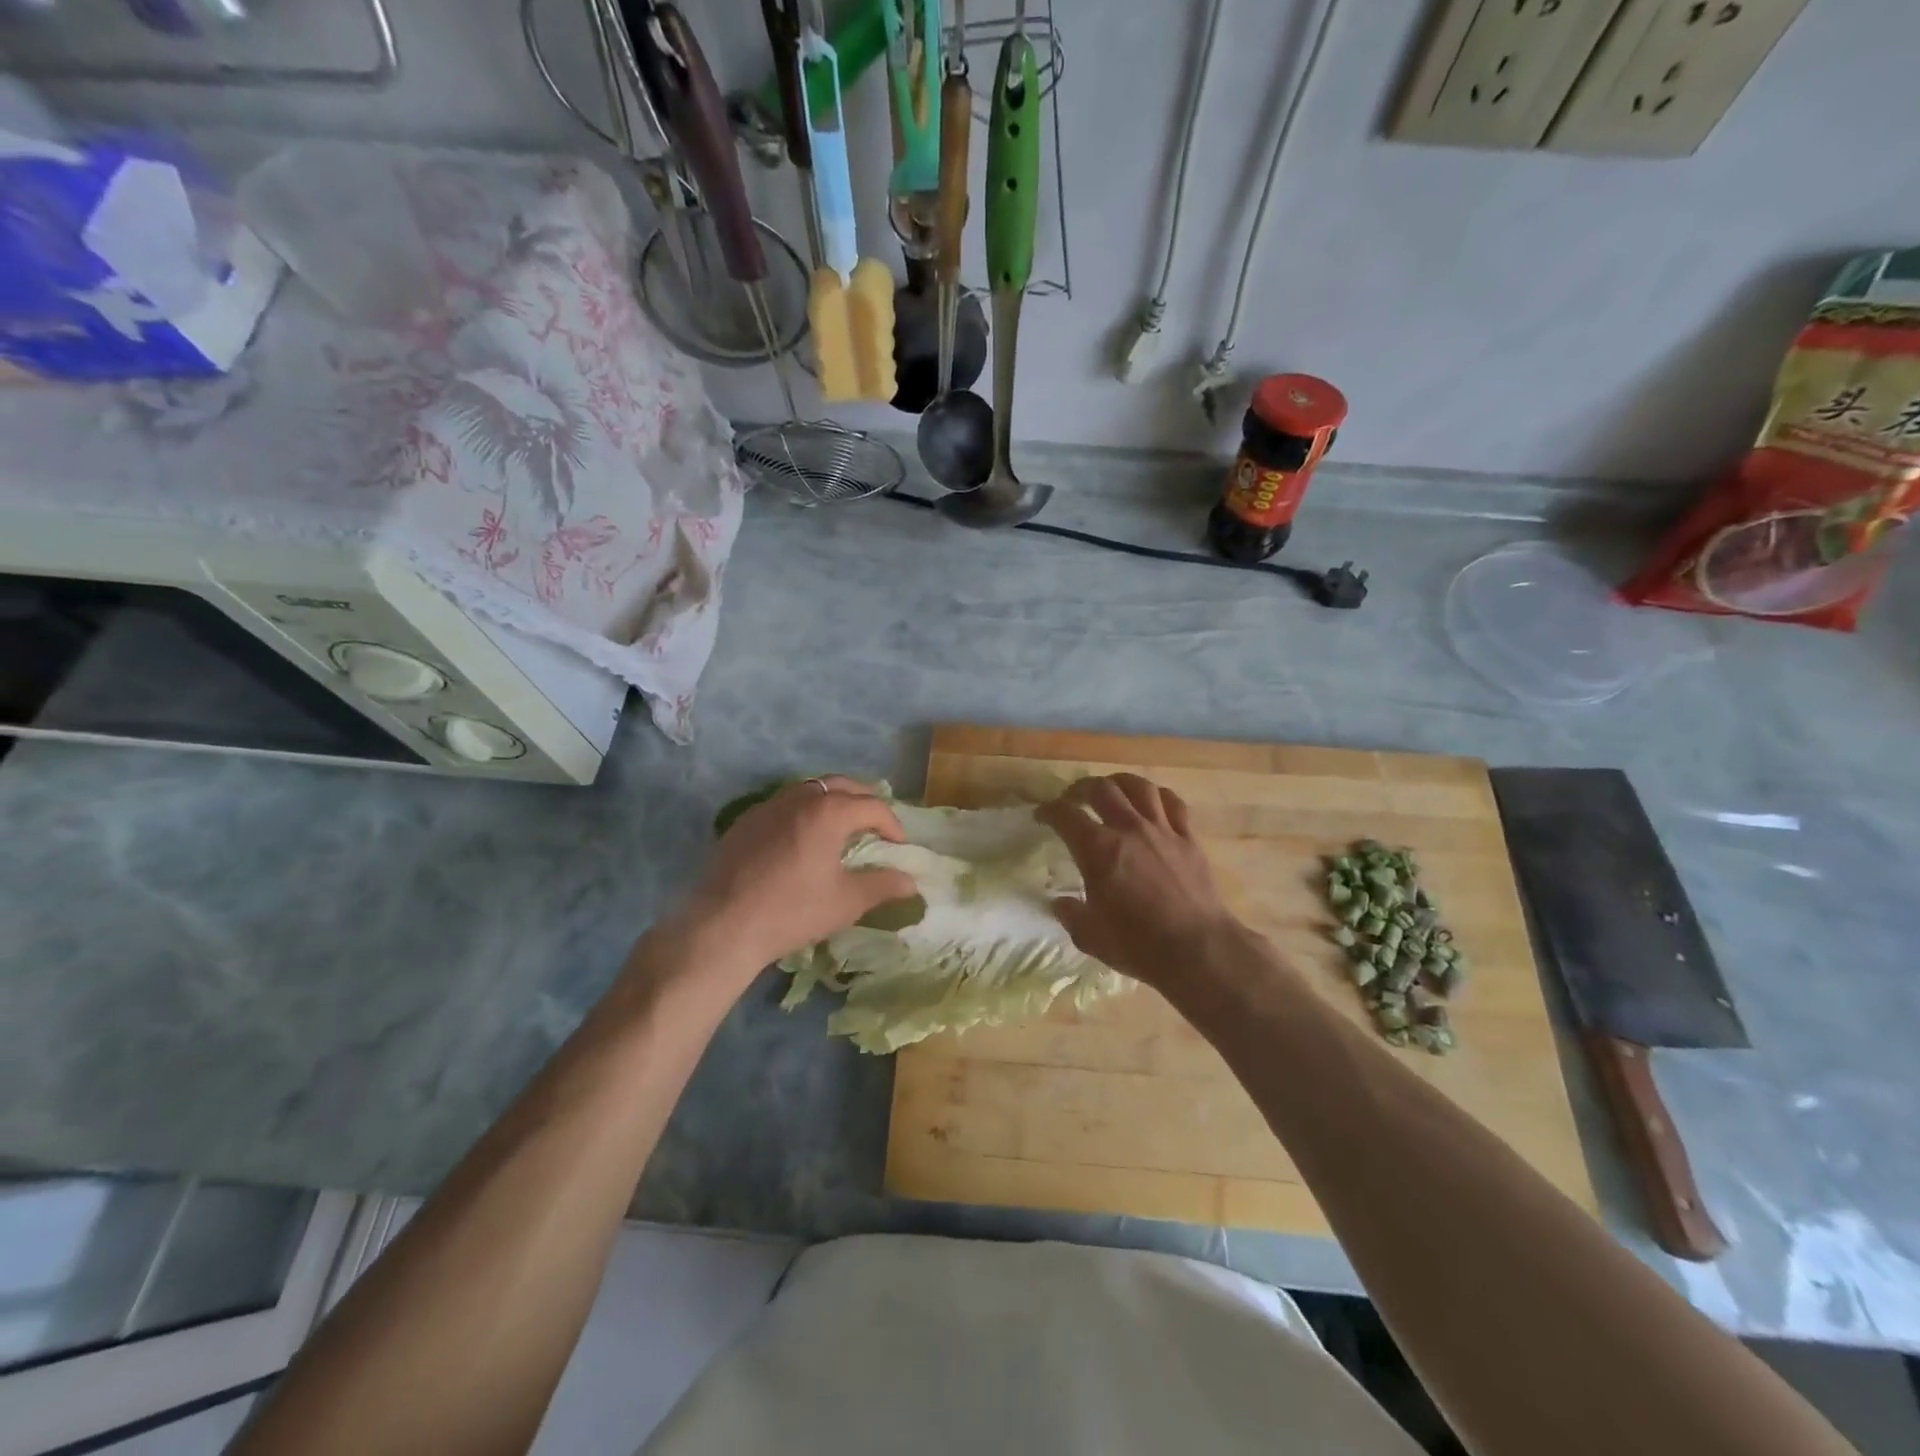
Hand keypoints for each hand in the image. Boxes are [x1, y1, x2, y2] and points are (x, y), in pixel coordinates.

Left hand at [670, 777, 916, 981]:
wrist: (724, 926)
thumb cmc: (793, 911)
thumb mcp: (846, 902)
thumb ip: (883, 886)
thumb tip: (911, 882)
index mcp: (828, 812)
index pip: (872, 806)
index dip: (892, 824)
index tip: (899, 846)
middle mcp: (799, 798)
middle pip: (842, 786)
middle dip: (864, 801)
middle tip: (876, 825)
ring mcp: (768, 806)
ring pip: (810, 790)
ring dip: (833, 801)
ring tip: (841, 826)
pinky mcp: (745, 820)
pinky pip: (784, 804)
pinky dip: (804, 811)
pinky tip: (802, 838)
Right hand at [1036, 774, 1249, 991]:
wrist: (1197, 949)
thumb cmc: (1138, 945)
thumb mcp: (1090, 936)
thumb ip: (1071, 915)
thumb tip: (1060, 903)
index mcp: (1098, 850)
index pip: (1065, 815)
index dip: (1049, 811)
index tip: (1042, 816)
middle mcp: (1128, 829)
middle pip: (1101, 789)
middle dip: (1081, 789)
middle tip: (1074, 799)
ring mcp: (1162, 830)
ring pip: (1139, 787)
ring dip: (1120, 783)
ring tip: (1112, 789)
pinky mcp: (1189, 838)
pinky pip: (1173, 803)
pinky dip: (1158, 796)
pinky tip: (1153, 802)